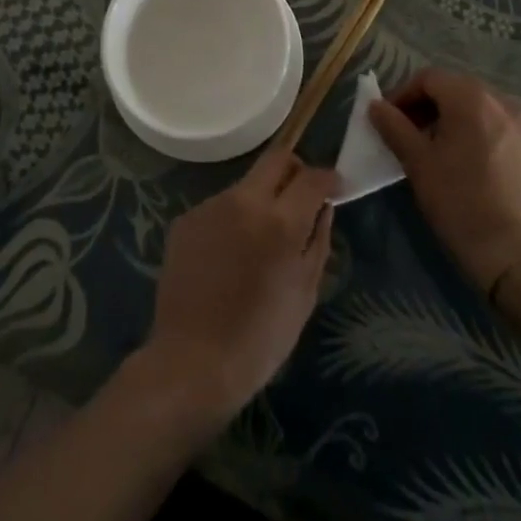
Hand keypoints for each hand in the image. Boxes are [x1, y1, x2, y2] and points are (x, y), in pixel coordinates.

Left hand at [139, 150, 338, 427]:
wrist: (192, 362)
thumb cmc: (259, 340)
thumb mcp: (304, 294)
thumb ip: (318, 242)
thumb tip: (324, 208)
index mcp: (280, 221)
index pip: (311, 177)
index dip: (328, 177)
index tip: (334, 186)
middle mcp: (244, 200)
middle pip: (276, 158)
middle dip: (295, 169)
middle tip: (302, 194)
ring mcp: (211, 206)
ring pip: (246, 184)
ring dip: (261, 199)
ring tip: (260, 240)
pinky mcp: (186, 218)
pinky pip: (220, 207)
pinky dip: (233, 220)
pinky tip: (229, 256)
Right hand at [368, 69, 520, 291]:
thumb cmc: (461, 206)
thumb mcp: (418, 165)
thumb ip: (395, 128)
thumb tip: (376, 106)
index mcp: (473, 100)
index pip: (430, 78)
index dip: (405, 94)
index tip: (392, 120)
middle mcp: (509, 105)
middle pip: (462, 92)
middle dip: (436, 109)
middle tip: (418, 137)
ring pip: (492, 116)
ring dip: (467, 126)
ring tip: (454, 157)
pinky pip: (516, 142)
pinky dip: (497, 147)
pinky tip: (489, 178)